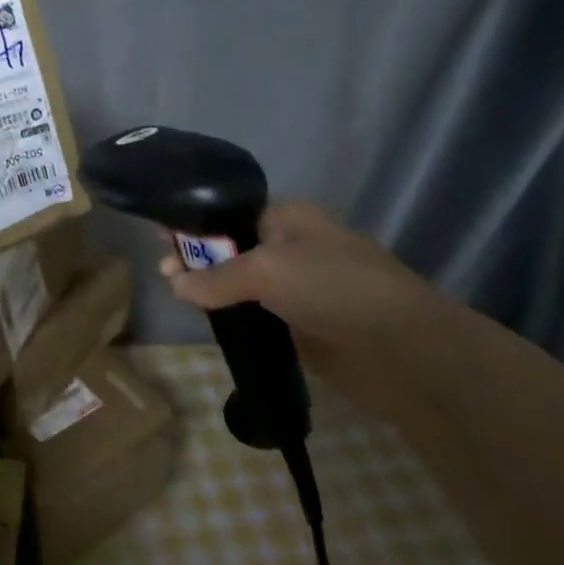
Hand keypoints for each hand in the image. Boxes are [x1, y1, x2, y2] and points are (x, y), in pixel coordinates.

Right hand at [158, 201, 459, 420]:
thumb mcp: (266, 271)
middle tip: (161, 271)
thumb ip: (216, 277)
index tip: (160, 235)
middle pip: (232, 247)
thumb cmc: (333, 288)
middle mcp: (292, 247)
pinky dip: (233, 316)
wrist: (404, 351)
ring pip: (242, 283)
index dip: (194, 222)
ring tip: (174, 294)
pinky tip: (207, 321)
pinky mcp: (303, 326)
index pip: (229, 213)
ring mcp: (299, 289)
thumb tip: (174, 284)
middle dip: (196, 256)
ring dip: (211, 289)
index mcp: (289, 218)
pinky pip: (257, 314)